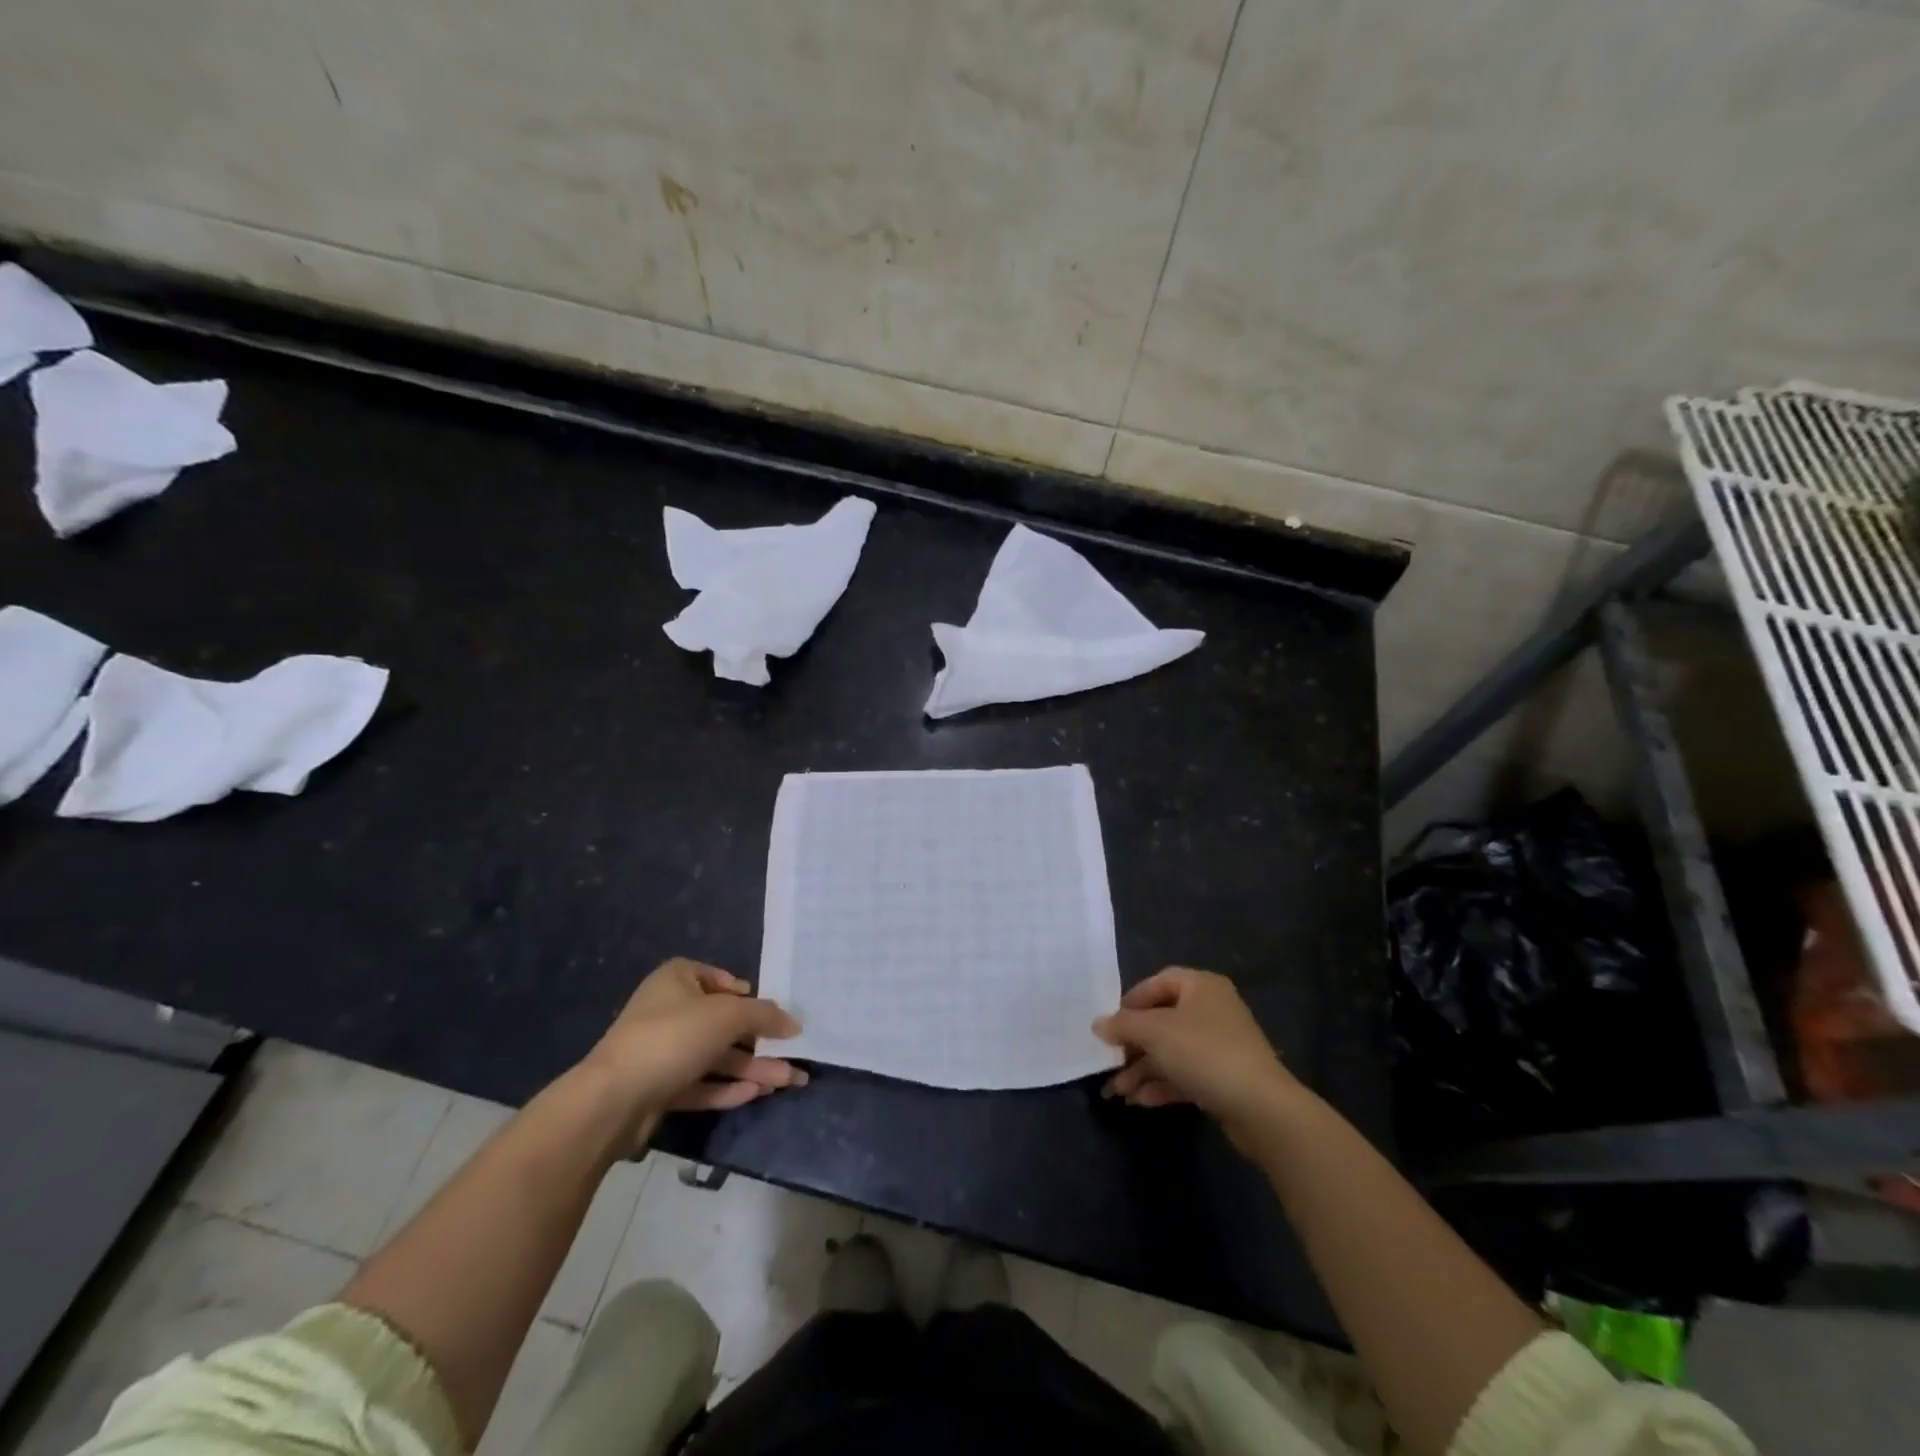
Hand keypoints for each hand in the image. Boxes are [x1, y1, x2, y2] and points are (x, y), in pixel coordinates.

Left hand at [580, 959, 804, 1136]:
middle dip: (760, 1040)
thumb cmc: (673, 1037)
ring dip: (752, 1067)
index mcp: (677, 979)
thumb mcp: (728, 1016)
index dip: (743, 991)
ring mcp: (662, 1051)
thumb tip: (794, 1022)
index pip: (715, 977)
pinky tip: (756, 1094)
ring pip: (715, 1057)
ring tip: (789, 1080)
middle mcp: (668, 1011)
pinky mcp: (659, 1088)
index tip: (768, 1008)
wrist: (613, 1100)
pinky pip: (700, 1084)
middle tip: (793, 1053)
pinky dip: (727, 1088)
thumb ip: (764, 1016)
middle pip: (722, 1023)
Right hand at [1093, 967, 1299, 1142]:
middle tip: (1110, 1061)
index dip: (1132, 1000)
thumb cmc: (1204, 1053)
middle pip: (1162, 1020)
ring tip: (1118, 1091)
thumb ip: (1123, 1025)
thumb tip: (1097, 1024)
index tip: (1111, 1023)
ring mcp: (1221, 1046)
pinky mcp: (1224, 1078)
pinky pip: (1186, 1075)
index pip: (1159, 982)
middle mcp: (1212, 1010)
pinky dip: (1162, 1085)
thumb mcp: (1155, 1032)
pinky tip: (1140, 1101)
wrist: (1261, 1107)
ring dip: (1143, 1070)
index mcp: (1201, 986)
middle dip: (1133, 1044)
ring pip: (1172, 1052)